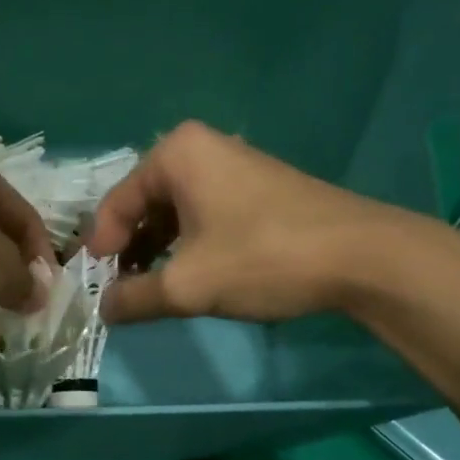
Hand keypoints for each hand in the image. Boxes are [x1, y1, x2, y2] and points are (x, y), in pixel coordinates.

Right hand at [87, 121, 434, 324]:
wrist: (362, 257)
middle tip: (123, 291)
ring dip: (157, 251)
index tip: (97, 287)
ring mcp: (233, 166)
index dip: (101, 249)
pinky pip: (203, 214)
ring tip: (153, 290)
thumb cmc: (263, 258)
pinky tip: (191, 276)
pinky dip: (188, 245)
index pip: (116, 204)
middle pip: (143, 205)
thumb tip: (104, 310)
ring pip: (174, 212)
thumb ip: (135, 299)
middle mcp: (201, 148)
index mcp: (176, 154)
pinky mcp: (257, 189)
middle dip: (129, 250)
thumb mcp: (187, 285)